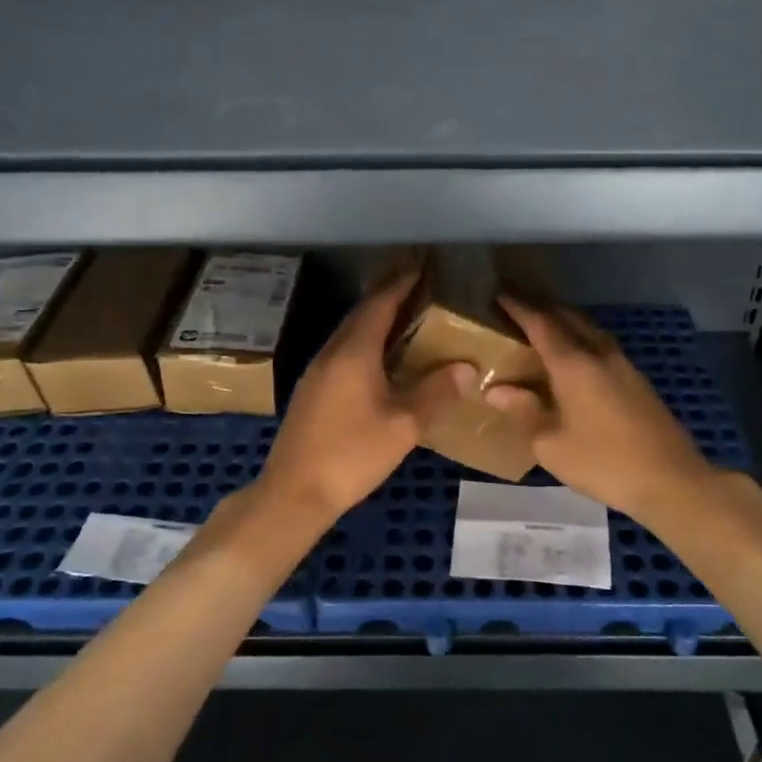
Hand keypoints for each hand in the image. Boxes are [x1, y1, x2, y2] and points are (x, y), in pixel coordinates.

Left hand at [255, 273, 459, 525]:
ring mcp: (316, 372)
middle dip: (387, 299)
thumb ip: (436, 392)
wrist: (294, 492)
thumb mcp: (404, 425)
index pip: (379, 305)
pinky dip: (363, 346)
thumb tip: (467, 368)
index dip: (400, 285)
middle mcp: (331, 353)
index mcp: (354, 352)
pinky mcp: (310, 392)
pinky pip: (341, 354)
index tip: (421, 270)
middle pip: (360, 315)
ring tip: (404, 324)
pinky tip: (378, 364)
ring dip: (374, 323)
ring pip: (348, 335)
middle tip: (418, 293)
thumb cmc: (352, 454)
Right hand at [486, 296, 717, 527]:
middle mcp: (599, 354)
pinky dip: (581, 340)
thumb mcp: (551, 444)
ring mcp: (623, 365)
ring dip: (565, 321)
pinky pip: (601, 345)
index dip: (518, 307)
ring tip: (542, 328)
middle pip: (568, 317)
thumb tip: (495, 390)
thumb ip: (524, 410)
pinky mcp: (637, 380)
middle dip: (542, 308)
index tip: (499, 295)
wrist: (670, 480)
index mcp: (574, 364)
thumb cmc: (603, 462)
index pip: (541, 323)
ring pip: (589, 329)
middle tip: (517, 308)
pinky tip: (574, 358)